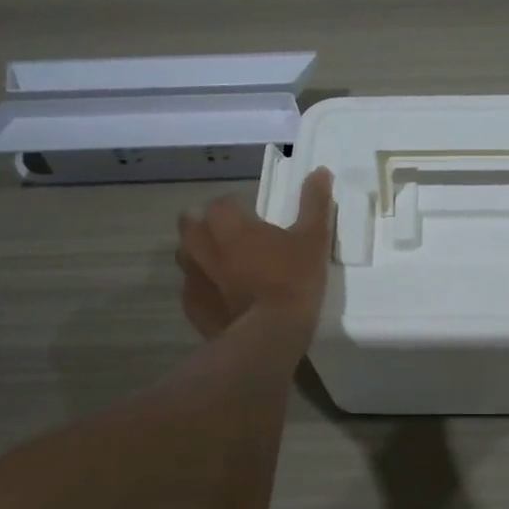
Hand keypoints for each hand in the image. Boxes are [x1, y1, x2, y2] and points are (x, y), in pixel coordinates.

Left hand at [176, 168, 335, 340]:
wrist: (268, 337)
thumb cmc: (292, 280)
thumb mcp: (313, 238)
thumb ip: (314, 202)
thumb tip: (320, 171)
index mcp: (225, 219)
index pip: (224, 202)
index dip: (241, 210)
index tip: (260, 223)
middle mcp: (198, 241)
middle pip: (193, 223)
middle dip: (209, 227)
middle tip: (240, 242)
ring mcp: (190, 276)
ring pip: (188, 255)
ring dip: (203, 256)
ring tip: (231, 270)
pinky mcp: (190, 306)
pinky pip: (193, 289)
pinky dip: (207, 289)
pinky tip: (229, 300)